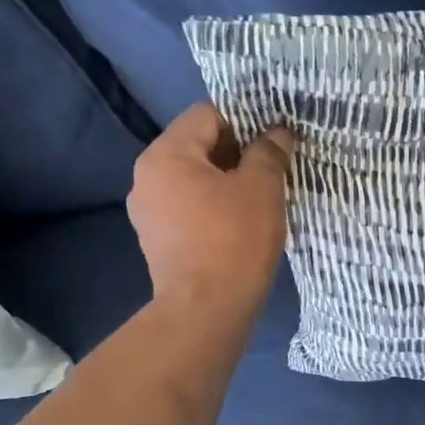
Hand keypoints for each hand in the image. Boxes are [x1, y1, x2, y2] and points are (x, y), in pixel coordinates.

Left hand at [127, 103, 295, 315]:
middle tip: (274, 169)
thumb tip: (278, 132)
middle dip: (238, 153)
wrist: (206, 310)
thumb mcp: (262, 188)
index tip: (275, 140)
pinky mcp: (157, 241)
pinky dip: (213, 208)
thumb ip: (269, 151)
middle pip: (198, 146)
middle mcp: (146, 177)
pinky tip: (239, 225)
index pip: (207, 114)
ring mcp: (147, 212)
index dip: (246, 120)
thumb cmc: (235, 240)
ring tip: (261, 199)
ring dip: (227, 182)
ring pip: (194, 180)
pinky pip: (188, 208)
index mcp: (166, 154)